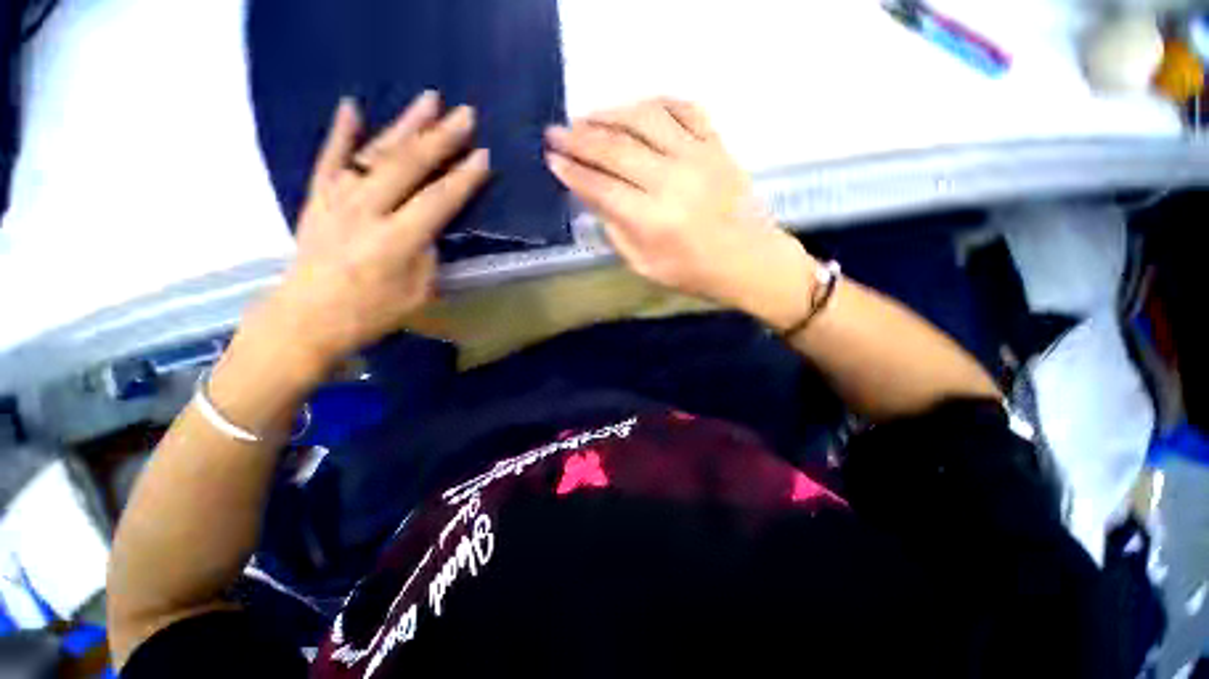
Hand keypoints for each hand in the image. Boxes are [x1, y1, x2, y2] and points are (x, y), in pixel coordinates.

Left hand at [248, 92, 490, 372]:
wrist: (307, 317)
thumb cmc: (370, 313)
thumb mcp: (417, 294)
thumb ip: (428, 256)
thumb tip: (430, 229)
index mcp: (397, 240)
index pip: (438, 200)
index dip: (463, 178)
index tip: (483, 156)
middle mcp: (367, 211)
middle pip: (409, 166)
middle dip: (441, 138)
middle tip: (465, 115)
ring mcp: (338, 200)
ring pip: (375, 153)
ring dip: (404, 125)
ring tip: (428, 101)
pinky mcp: (318, 198)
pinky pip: (330, 159)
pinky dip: (341, 132)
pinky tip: (353, 107)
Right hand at [544, 99, 815, 330]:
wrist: (749, 261)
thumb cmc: (694, 273)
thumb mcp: (645, 266)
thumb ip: (616, 232)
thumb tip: (594, 198)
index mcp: (652, 219)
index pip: (600, 186)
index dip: (572, 172)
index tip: (551, 159)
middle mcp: (672, 180)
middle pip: (616, 149)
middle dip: (579, 139)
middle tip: (555, 132)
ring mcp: (697, 157)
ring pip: (645, 119)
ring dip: (611, 113)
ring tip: (588, 117)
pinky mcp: (717, 145)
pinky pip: (684, 109)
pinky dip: (657, 103)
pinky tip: (638, 109)